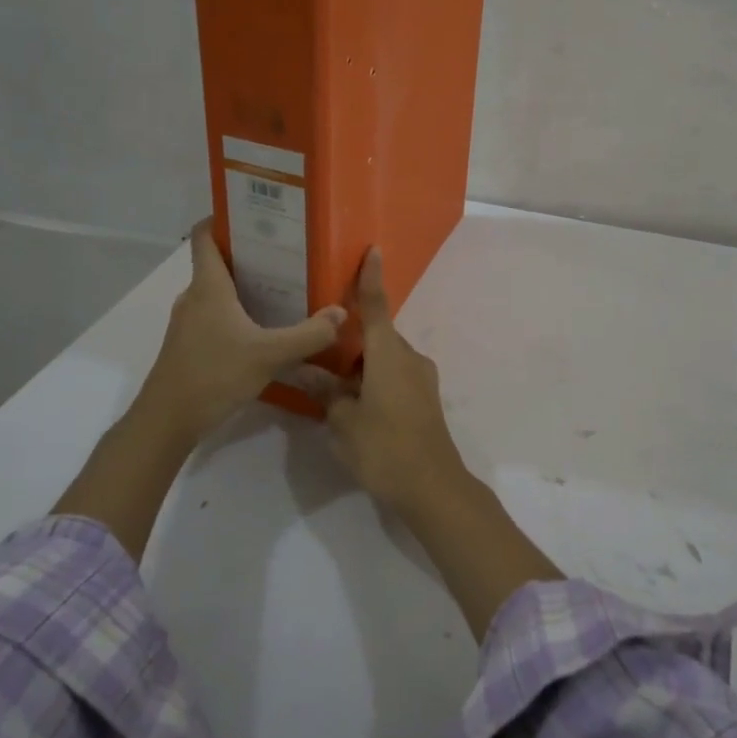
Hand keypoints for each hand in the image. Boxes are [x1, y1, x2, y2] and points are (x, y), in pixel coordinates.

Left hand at [135, 217, 346, 443]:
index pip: (205, 236)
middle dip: (249, 254)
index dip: (223, 219)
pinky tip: (264, 328)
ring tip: (283, 287)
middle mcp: (194, 297)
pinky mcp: (189, 345)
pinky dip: (238, 313)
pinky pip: (215, 316)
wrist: (167, 420)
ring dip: (245, 286)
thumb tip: (341, 313)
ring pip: (218, 292)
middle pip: (218, 263)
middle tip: (287, 252)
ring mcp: (188, 323)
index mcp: (208, 286)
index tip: (254, 213)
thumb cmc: (213, 374)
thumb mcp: (269, 354)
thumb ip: (308, 334)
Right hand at [323, 248, 471, 515]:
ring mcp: (421, 379)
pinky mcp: (425, 399)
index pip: (377, 306)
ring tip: (331, 386)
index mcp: (389, 354)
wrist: (433, 487)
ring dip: (361, 366)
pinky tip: (355, 404)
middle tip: (319, 351)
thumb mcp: (343, 421)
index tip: (373, 250)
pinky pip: (395, 376)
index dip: (371, 278)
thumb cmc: (384, 448)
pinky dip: (375, 380)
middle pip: (377, 337)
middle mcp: (409, 358)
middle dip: (350, 342)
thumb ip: (326, 392)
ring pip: (385, 359)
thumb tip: (304, 370)